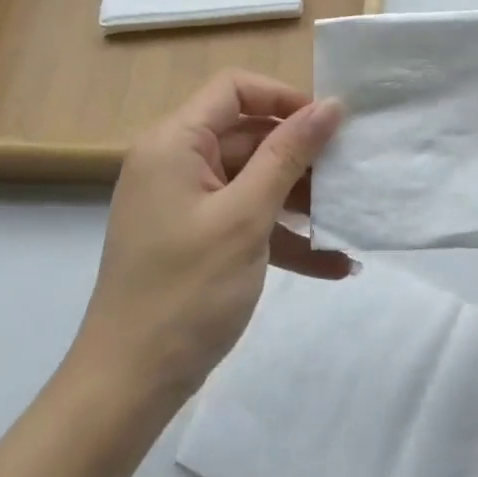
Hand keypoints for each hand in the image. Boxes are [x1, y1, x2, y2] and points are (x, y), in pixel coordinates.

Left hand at [74, 70, 348, 405]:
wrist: (128, 387)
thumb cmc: (187, 291)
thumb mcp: (246, 217)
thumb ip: (288, 155)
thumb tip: (331, 105)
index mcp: (176, 143)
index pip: (233, 89)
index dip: (283, 97)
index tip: (329, 124)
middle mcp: (177, 164)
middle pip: (248, 135)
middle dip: (300, 154)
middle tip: (349, 172)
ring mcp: (186, 204)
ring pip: (252, 180)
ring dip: (298, 199)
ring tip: (347, 217)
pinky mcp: (197, 239)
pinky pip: (245, 220)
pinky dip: (282, 237)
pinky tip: (333, 264)